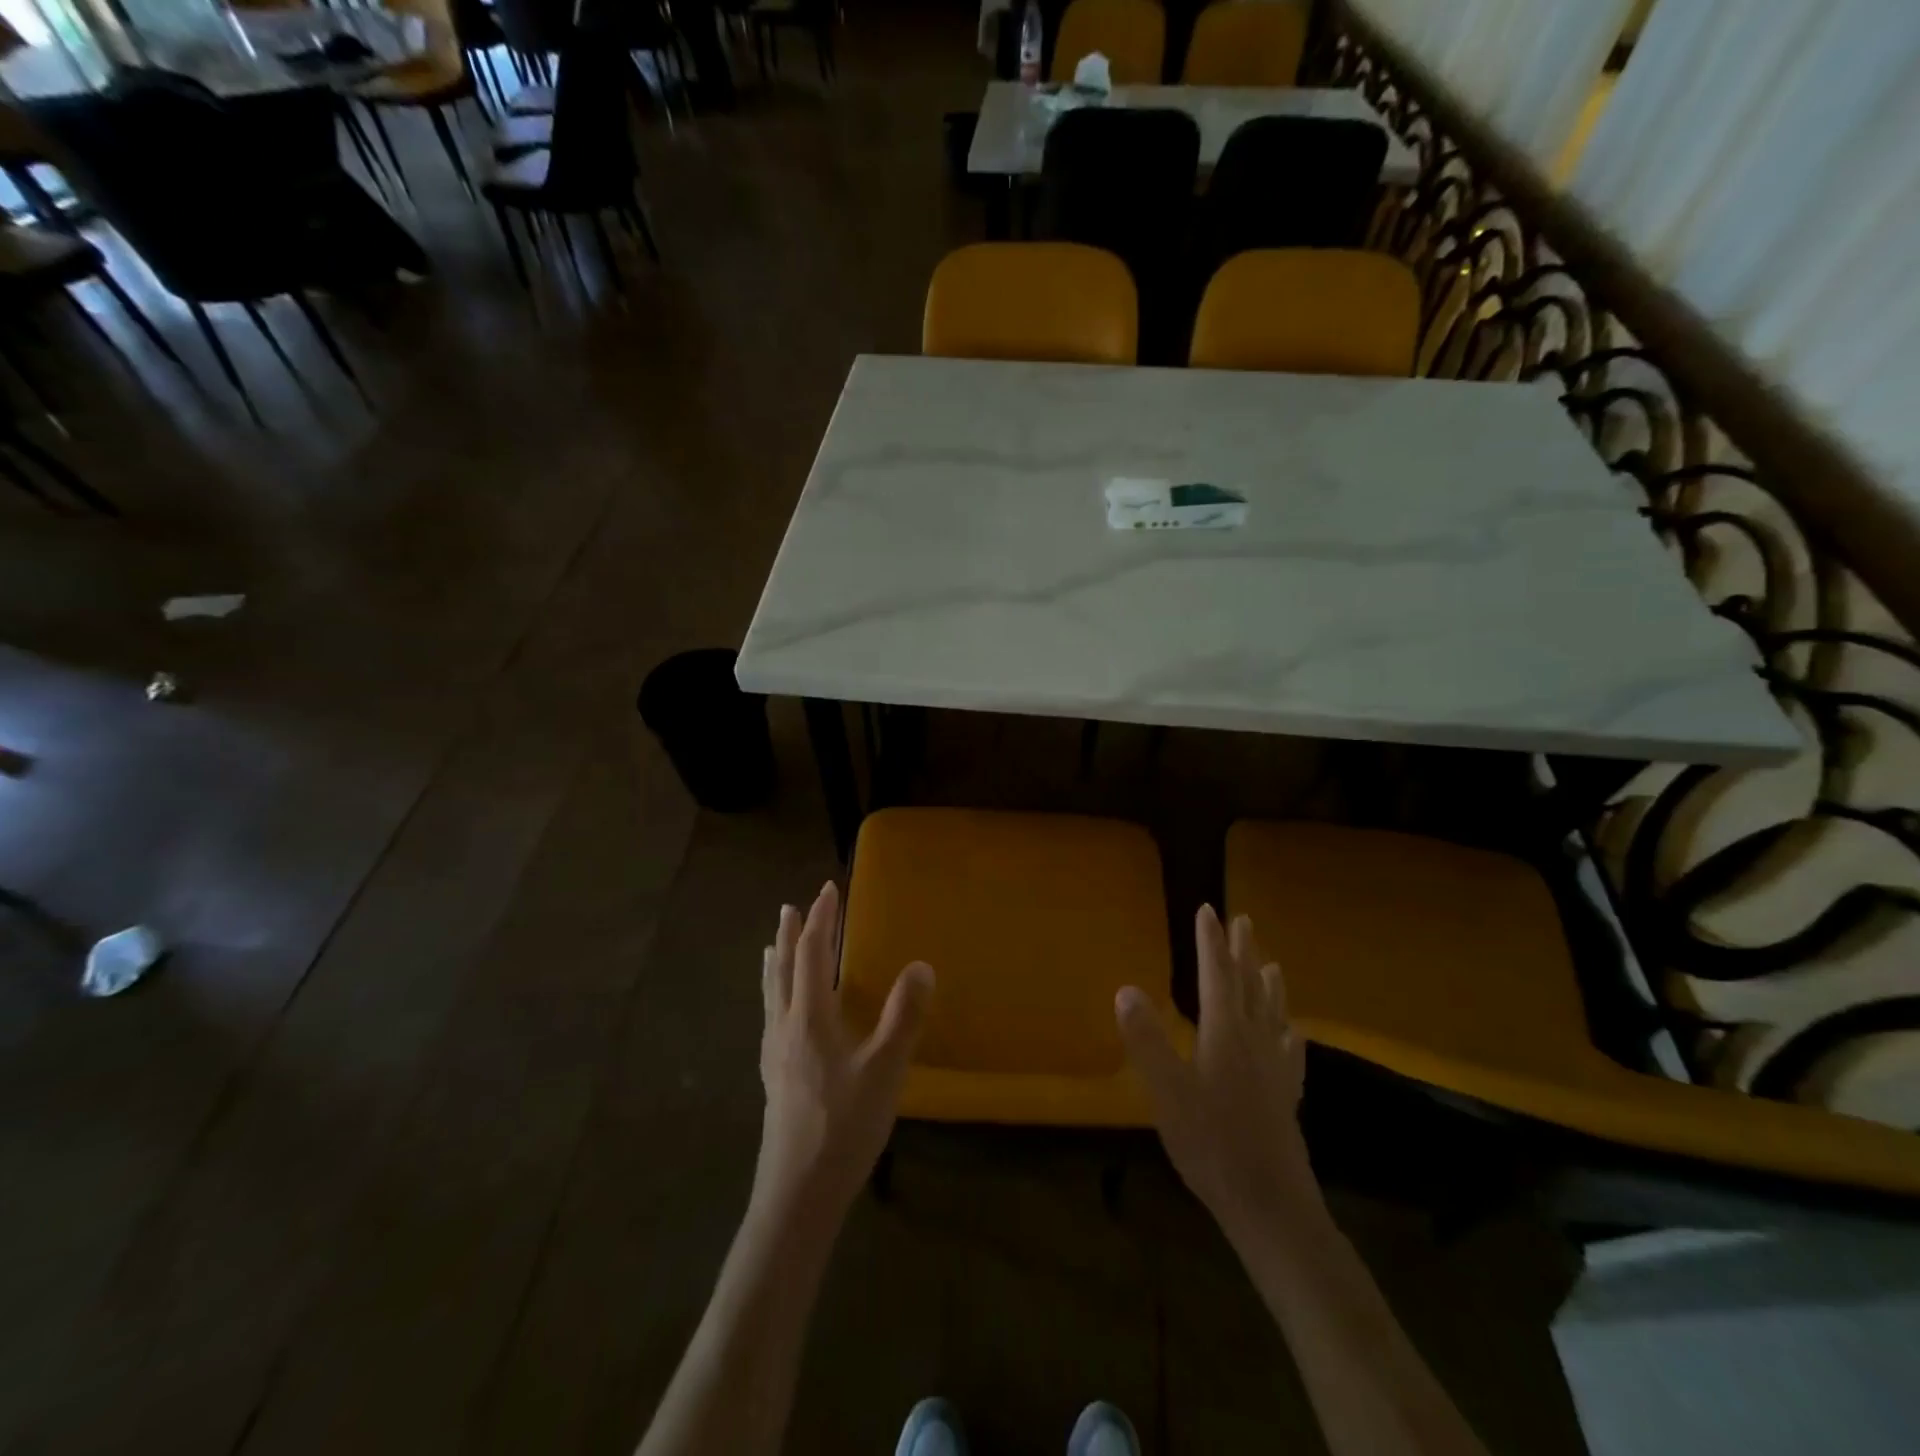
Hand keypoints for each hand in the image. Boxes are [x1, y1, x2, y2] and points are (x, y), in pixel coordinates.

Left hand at [753, 882, 932, 1229]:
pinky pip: (770, 1016)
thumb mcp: (885, 1070)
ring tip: (771, 945)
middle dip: (790, 934)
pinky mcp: (773, 1077)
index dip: (821, 920)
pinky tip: (778, 1012)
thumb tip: (921, 965)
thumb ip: (904, 1016)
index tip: (828, 890)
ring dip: (776, 962)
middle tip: (791, 907)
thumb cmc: (844, 1127)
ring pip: (771, 994)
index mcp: (809, 1018)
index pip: (812, 953)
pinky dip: (773, 993)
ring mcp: (774, 1054)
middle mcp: (784, 1027)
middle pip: (783, 969)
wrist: (797, 1193)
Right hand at [1116, 905, 1318, 1245]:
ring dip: (1268, 984)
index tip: (1208, 910)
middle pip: (1248, 986)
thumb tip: (1125, 988)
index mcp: (1224, 1033)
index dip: (1210, 942)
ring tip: (1271, 964)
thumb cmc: (1211, 1144)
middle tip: (1242, 921)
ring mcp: (1274, 1069)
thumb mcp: (1166, 1092)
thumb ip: (1146, 1039)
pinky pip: (1289, 1051)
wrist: (1271, 1205)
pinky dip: (1288, 1032)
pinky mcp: (1286, 1096)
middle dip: (1241, 951)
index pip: (1216, 975)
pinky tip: (1293, 1033)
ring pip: (1273, 1013)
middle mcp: (1253, 1040)